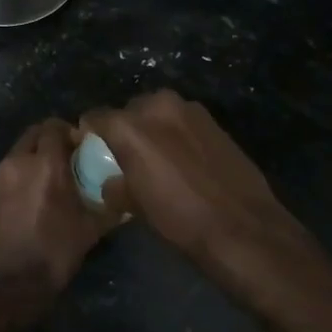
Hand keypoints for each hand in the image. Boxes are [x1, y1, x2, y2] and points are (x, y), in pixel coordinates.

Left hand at [0, 118, 116, 324]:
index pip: (54, 126)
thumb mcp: (90, 230)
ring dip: (34, 158)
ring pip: (19, 153)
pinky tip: (31, 200)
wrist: (9, 285)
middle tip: (68, 159)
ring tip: (51, 180)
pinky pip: (7, 174)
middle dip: (51, 140)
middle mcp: (18, 162)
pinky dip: (20, 177)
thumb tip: (127, 200)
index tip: (82, 147)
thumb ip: (110, 208)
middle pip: (34, 134)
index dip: (70, 132)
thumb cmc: (54, 253)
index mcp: (45, 164)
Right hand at [80, 90, 311, 272]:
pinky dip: (177, 134)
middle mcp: (157, 106)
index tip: (91, 148)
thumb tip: (111, 182)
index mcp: (130, 125)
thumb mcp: (135, 206)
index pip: (96, 117)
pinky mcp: (214, 120)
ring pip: (158, 113)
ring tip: (157, 158)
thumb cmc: (179, 217)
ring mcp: (190, 110)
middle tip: (126, 156)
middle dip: (124, 129)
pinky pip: (183, 122)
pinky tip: (184, 160)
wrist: (241, 226)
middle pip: (129, 111)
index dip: (89, 132)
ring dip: (153, 129)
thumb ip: (114, 185)